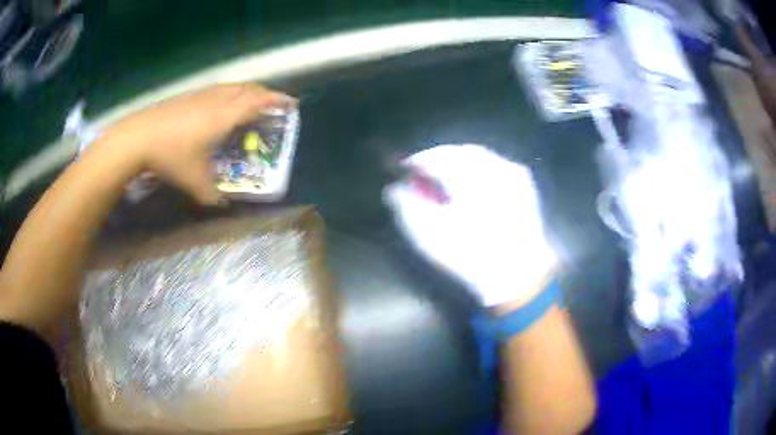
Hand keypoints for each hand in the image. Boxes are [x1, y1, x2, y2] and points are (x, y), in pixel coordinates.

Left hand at [94, 83, 296, 204]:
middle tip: (274, 103)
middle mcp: (217, 100)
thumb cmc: (171, 156)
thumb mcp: (195, 182)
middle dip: (265, 93)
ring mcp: (201, 95)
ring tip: (251, 101)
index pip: (259, 102)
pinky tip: (221, 104)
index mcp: (225, 115)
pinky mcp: (188, 96)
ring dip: (247, 91)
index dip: (277, 101)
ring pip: (232, 86)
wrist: (138, 137)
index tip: (292, 104)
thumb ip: (213, 196)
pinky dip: (229, 93)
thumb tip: (223, 205)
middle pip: (248, 88)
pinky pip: (217, 89)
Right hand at [384, 145, 556, 306]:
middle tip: (425, 172)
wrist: (518, 274)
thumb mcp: (429, 235)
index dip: (419, 160)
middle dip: (440, 158)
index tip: (405, 168)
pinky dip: (480, 170)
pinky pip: (497, 167)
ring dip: (461, 163)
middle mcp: (493, 166)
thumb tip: (394, 189)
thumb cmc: (470, 254)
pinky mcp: (524, 185)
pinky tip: (474, 186)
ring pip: (480, 157)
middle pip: (461, 152)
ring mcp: (513, 174)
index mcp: (470, 175)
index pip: (438, 156)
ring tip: (447, 178)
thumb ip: (407, 207)